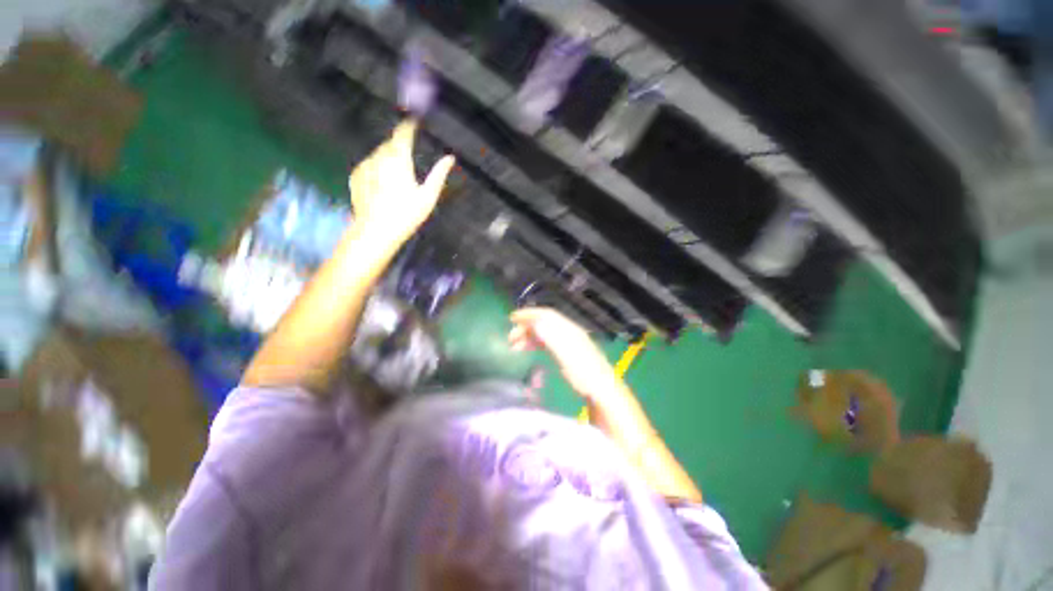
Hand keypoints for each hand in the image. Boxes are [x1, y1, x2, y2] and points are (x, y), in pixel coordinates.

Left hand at [349, 120, 455, 244]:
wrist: (376, 231)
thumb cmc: (407, 214)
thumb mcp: (428, 196)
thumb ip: (439, 174)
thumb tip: (450, 158)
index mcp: (399, 159)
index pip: (403, 134)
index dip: (409, 126)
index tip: (413, 121)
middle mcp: (379, 157)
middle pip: (390, 144)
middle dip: (399, 146)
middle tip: (408, 160)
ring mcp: (365, 165)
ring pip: (378, 154)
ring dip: (387, 158)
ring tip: (395, 178)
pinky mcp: (356, 175)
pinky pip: (369, 165)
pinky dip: (376, 168)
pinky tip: (382, 185)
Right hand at [508, 308, 620, 401]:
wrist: (601, 391)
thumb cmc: (584, 374)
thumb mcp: (566, 356)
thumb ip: (551, 338)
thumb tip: (535, 322)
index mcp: (569, 330)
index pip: (547, 315)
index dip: (529, 314)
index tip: (512, 318)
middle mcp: (569, 332)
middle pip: (544, 323)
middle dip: (526, 327)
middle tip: (510, 338)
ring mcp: (568, 343)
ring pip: (545, 333)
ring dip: (529, 336)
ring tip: (515, 346)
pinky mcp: (567, 353)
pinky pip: (548, 342)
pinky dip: (536, 343)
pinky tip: (529, 349)